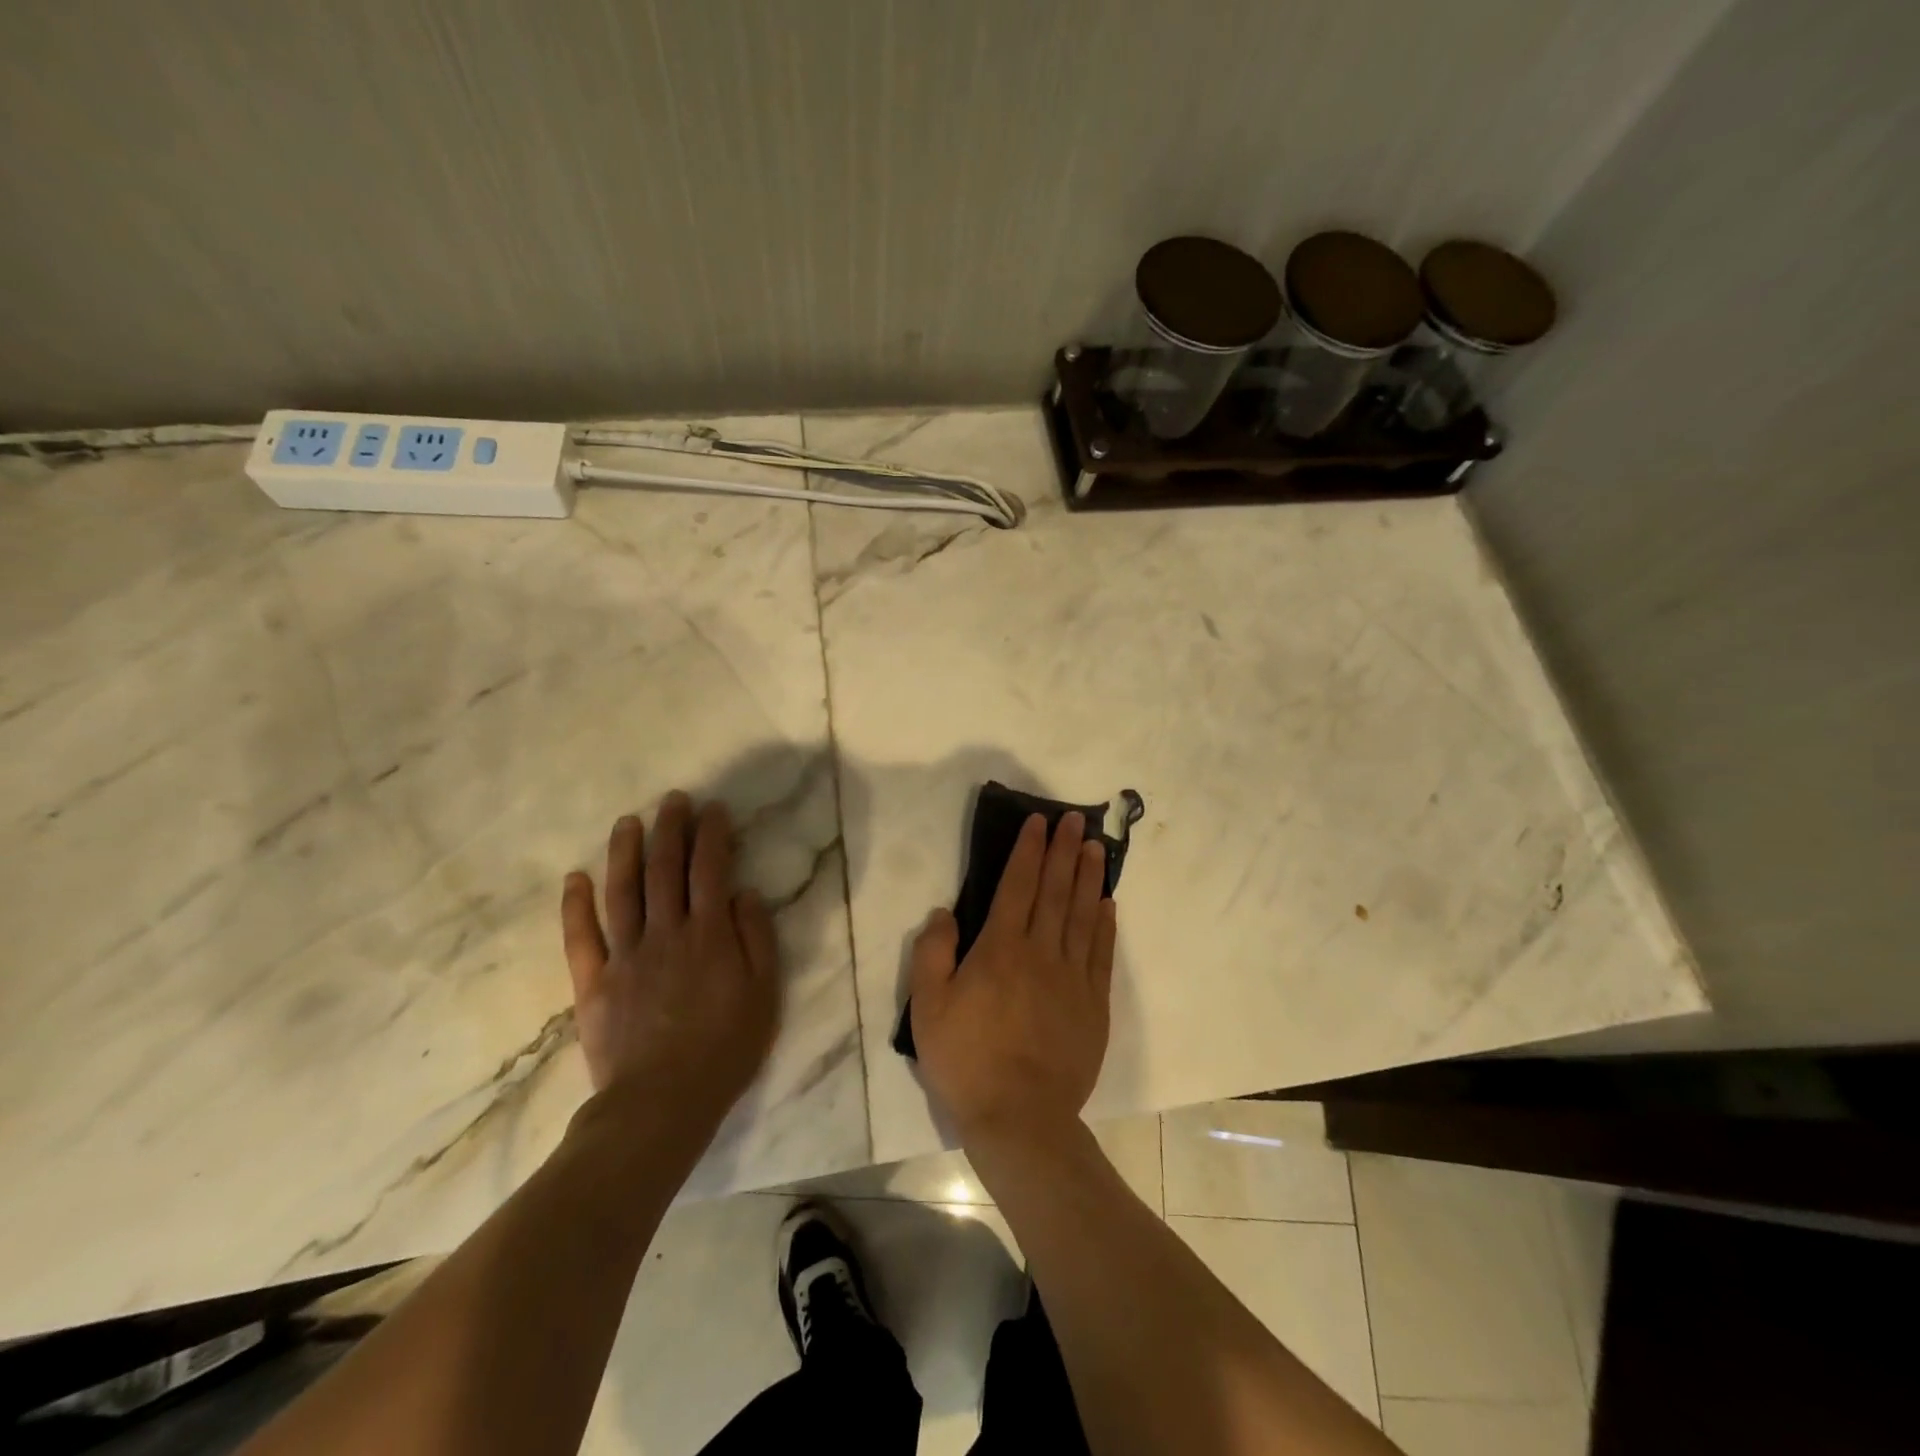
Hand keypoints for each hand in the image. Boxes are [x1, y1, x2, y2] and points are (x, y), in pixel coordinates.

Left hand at [560, 793, 780, 1129]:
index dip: (712, 834)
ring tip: (628, 821)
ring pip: (622, 891)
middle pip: (664, 869)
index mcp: (708, 934)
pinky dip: (575, 905)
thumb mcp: (764, 994)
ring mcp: (625, 955)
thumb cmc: (724, 1049)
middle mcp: (665, 932)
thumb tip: (744, 892)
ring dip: (625, 851)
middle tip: (673, 800)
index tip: (714, 809)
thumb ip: (756, 938)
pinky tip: (576, 877)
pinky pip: (580, 937)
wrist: (662, 1103)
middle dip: (670, 829)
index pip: (710, 869)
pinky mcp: (593, 982)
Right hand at [908, 811, 1116, 1149]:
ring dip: (1088, 877)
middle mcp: (1041, 952)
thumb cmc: (967, 1060)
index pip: (1017, 886)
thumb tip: (945, 912)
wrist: (1020, 1118)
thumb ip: (933, 953)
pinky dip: (1105, 924)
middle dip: (1062, 851)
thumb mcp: (928, 1008)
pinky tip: (1108, 902)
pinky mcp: (1094, 1004)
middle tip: (1073, 820)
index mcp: (1000, 949)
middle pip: (1054, 891)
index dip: (1027, 851)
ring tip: (1094, 847)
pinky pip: (1101, 953)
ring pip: (1082, 915)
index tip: (1038, 823)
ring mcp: (1072, 977)